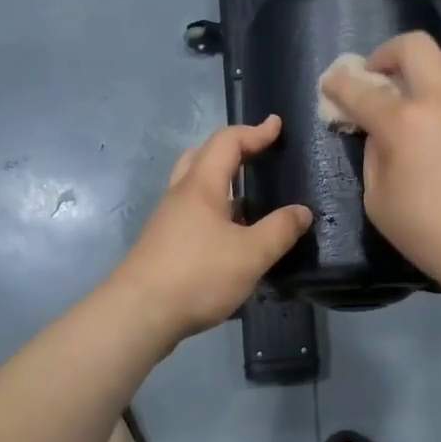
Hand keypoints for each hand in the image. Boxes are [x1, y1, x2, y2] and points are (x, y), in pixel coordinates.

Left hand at [110, 116, 311, 341]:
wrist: (138, 314)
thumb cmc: (197, 275)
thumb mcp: (250, 254)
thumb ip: (280, 230)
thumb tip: (302, 211)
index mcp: (201, 186)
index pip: (227, 142)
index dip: (254, 131)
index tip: (277, 127)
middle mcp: (180, 195)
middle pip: (202, 157)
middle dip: (232, 150)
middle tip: (258, 156)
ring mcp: (168, 220)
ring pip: (195, 187)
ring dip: (222, 183)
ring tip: (251, 198)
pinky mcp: (163, 245)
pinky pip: (192, 214)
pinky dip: (215, 211)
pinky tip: (231, 236)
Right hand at [319, 33, 440, 293]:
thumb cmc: (431, 233)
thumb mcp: (379, 202)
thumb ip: (373, 156)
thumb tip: (379, 134)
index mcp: (404, 122)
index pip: (361, 89)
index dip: (339, 84)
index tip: (330, 84)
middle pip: (413, 45)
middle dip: (385, 54)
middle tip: (377, 78)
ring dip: (421, 66)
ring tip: (412, 94)